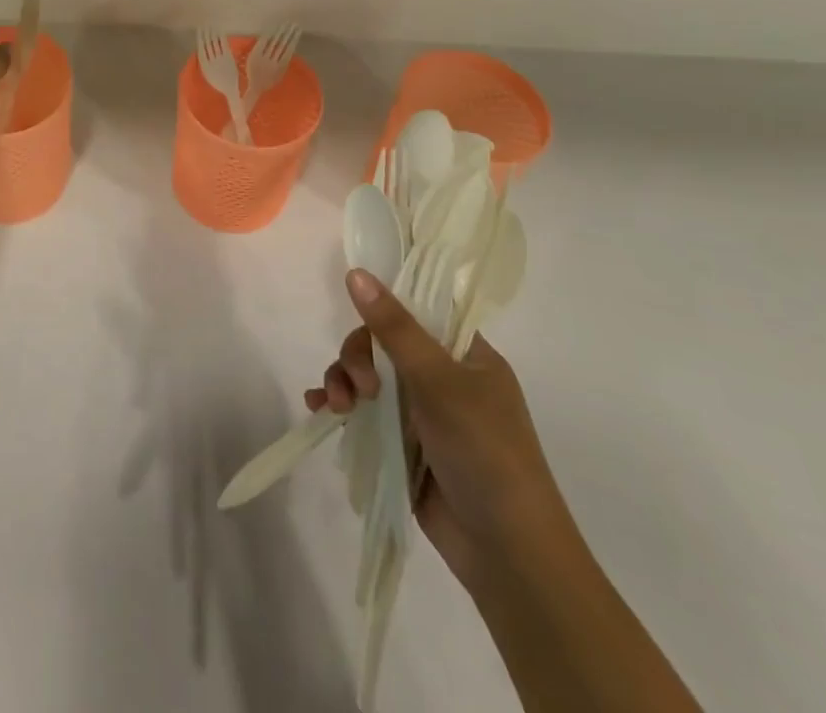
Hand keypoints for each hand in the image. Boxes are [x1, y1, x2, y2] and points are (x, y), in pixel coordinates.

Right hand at [305, 270, 573, 588]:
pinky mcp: (402, 444)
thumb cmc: (485, 453)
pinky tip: (319, 407)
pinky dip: (340, 404)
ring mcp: (421, 412)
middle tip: (360, 387)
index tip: (358, 313)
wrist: (506, 554)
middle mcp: (443, 377)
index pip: (418, 310)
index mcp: (466, 355)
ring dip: (345, 381)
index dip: (385, 306)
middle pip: (383, 343)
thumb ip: (394, 327)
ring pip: (368, 375)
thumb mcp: (438, 382)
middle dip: (359, 357)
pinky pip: (362, 411)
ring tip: (338, 406)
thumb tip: (356, 272)